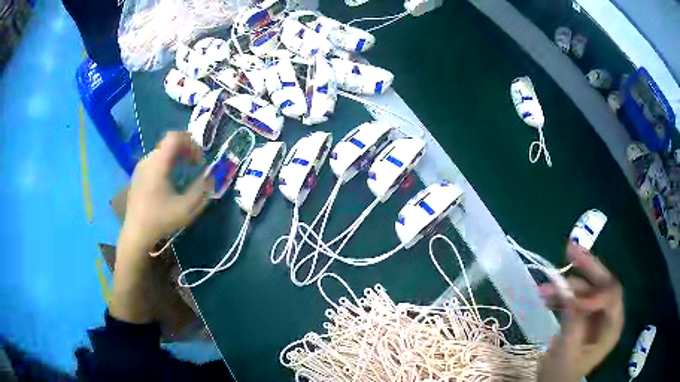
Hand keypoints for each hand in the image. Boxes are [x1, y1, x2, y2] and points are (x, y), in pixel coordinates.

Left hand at [111, 132, 212, 323]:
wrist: (135, 234)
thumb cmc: (160, 220)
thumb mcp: (186, 208)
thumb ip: (203, 189)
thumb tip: (213, 176)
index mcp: (158, 163)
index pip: (175, 137)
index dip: (191, 143)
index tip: (199, 160)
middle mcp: (148, 160)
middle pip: (169, 143)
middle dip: (186, 150)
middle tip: (196, 165)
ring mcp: (141, 167)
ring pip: (162, 152)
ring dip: (177, 157)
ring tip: (185, 173)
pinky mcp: (137, 176)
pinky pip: (155, 161)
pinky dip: (167, 164)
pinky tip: (170, 182)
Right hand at [538, 242, 623, 381]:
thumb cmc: (562, 374)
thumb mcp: (567, 350)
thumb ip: (573, 320)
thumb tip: (568, 291)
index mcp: (612, 326)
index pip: (612, 297)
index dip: (596, 292)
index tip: (574, 297)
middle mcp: (608, 315)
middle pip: (602, 284)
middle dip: (586, 267)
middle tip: (569, 249)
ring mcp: (596, 314)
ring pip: (586, 290)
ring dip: (566, 287)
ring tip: (544, 288)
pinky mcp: (584, 316)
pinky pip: (576, 299)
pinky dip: (562, 296)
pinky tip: (547, 296)